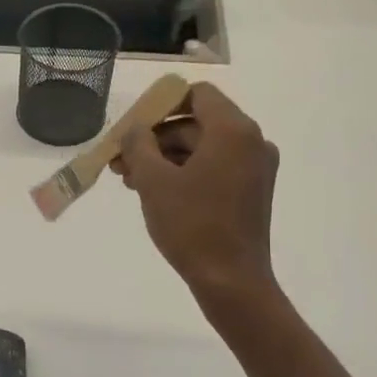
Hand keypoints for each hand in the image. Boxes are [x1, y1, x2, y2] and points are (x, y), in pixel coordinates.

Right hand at [113, 82, 280, 307]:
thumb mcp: (154, 181)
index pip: (196, 95)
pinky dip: (185, 173)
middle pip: (196, 123)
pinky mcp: (252, 191)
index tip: (133, 129)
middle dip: (156, 139)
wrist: (231, 281)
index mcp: (233, 131)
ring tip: (130, 181)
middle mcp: (251, 141)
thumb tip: (135, 129)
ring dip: (165, 158)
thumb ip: (139, 144)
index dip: (161, 105)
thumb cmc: (192, 226)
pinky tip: (155, 192)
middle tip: (120, 161)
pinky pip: (214, 168)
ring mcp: (255, 168)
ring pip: (202, 148)